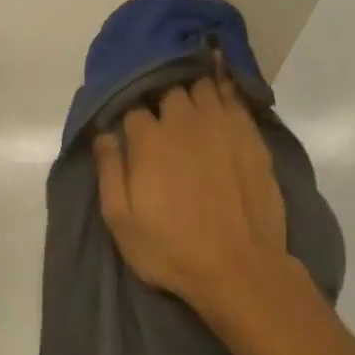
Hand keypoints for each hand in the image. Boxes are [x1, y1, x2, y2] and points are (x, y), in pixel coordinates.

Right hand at [93, 76, 286, 316]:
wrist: (240, 268)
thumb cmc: (172, 249)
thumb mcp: (122, 221)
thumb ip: (109, 171)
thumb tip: (104, 134)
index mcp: (149, 139)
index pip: (133, 108)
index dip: (130, 116)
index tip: (131, 129)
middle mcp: (183, 121)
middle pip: (168, 90)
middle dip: (162, 99)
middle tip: (162, 117)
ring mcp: (220, 124)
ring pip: (202, 87)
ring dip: (192, 91)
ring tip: (190, 103)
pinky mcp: (250, 134)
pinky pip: (234, 98)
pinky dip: (224, 91)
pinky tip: (221, 93)